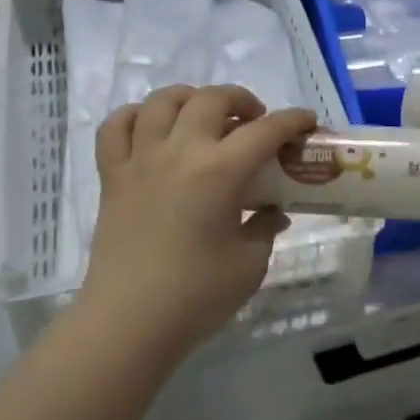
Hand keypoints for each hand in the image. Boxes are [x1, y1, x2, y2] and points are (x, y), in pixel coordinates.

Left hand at [80, 85, 315, 354]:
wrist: (129, 322)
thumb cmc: (197, 295)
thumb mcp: (249, 264)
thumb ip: (264, 228)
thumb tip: (273, 212)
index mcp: (220, 171)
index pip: (265, 131)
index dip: (292, 120)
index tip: (307, 121)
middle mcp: (180, 152)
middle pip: (211, 100)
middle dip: (241, 100)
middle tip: (255, 120)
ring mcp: (140, 160)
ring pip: (162, 102)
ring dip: (190, 98)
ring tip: (204, 115)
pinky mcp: (112, 177)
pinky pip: (116, 128)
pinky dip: (135, 117)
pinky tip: (151, 128)